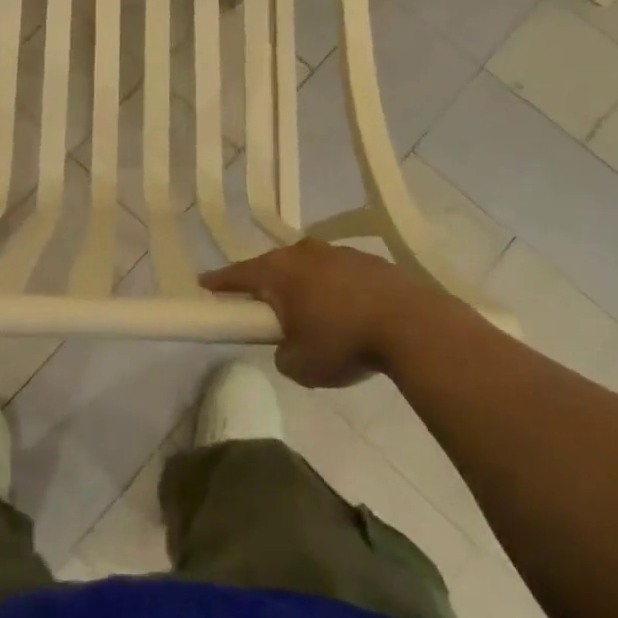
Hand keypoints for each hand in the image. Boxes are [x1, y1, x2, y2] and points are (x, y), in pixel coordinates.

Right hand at [202, 239, 441, 388]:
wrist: (413, 326)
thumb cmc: (345, 342)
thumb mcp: (301, 365)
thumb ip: (283, 354)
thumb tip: (290, 346)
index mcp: (279, 272)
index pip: (238, 275)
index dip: (219, 283)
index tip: (203, 285)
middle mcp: (304, 253)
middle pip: (274, 266)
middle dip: (266, 285)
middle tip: (263, 307)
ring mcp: (339, 253)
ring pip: (309, 268)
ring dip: (305, 287)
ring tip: (313, 316)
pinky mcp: (370, 262)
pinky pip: (340, 274)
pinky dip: (336, 290)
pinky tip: (349, 314)